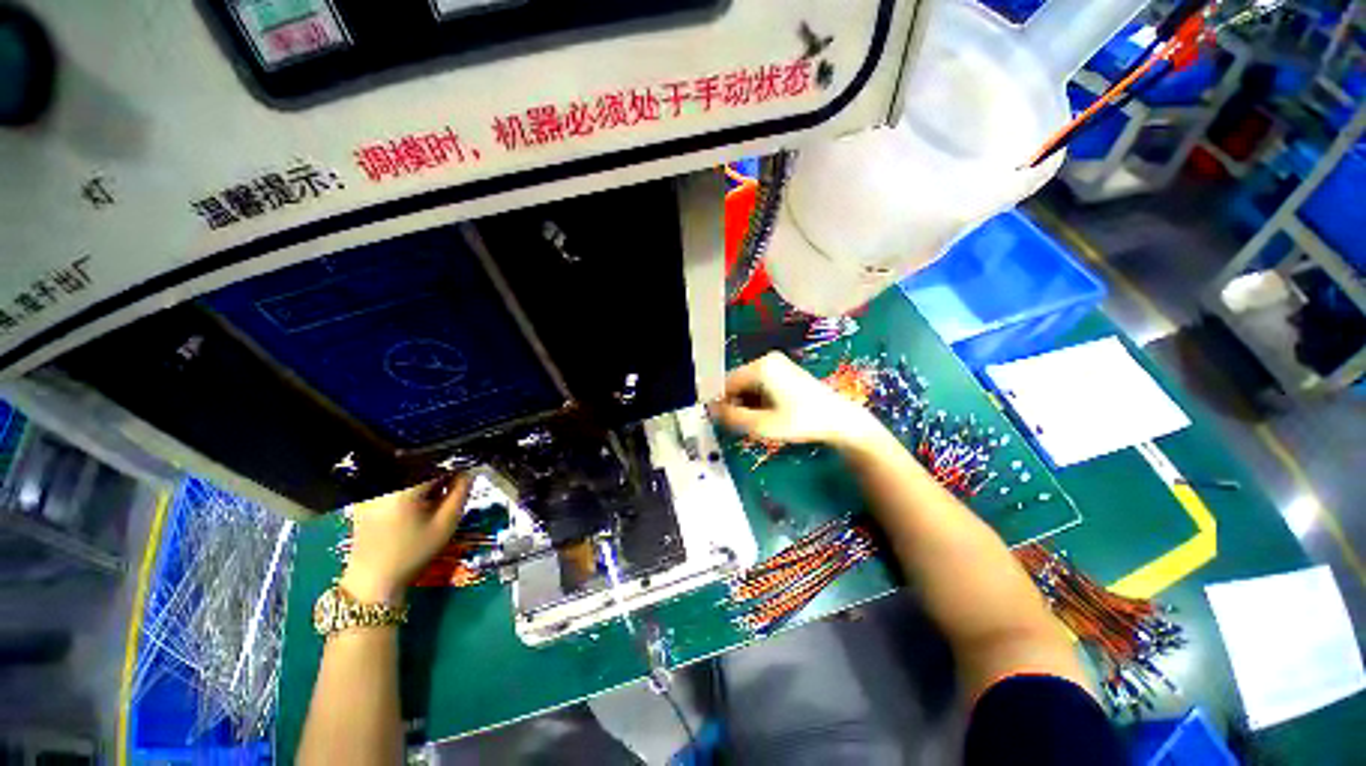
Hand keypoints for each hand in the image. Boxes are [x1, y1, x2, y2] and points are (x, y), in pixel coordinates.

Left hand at [339, 474, 471, 604]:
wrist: (373, 580)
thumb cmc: (412, 554)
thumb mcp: (446, 524)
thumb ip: (461, 492)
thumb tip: (469, 471)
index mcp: (402, 489)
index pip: (435, 462)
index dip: (455, 464)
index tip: (467, 473)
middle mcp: (382, 484)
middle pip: (420, 464)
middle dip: (441, 472)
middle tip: (453, 488)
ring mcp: (371, 490)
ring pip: (409, 472)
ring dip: (427, 479)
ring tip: (434, 499)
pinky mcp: (366, 496)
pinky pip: (396, 481)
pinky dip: (411, 486)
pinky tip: (417, 504)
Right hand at [709, 352, 881, 449]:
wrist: (839, 420)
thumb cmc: (801, 422)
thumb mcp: (763, 425)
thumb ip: (733, 417)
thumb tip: (711, 411)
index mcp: (760, 367)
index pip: (727, 383)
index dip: (721, 403)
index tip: (722, 423)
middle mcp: (766, 360)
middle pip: (737, 383)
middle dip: (735, 403)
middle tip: (742, 425)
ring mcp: (777, 364)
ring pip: (748, 385)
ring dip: (746, 403)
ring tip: (757, 422)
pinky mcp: (784, 371)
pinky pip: (760, 384)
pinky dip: (758, 399)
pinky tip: (767, 414)